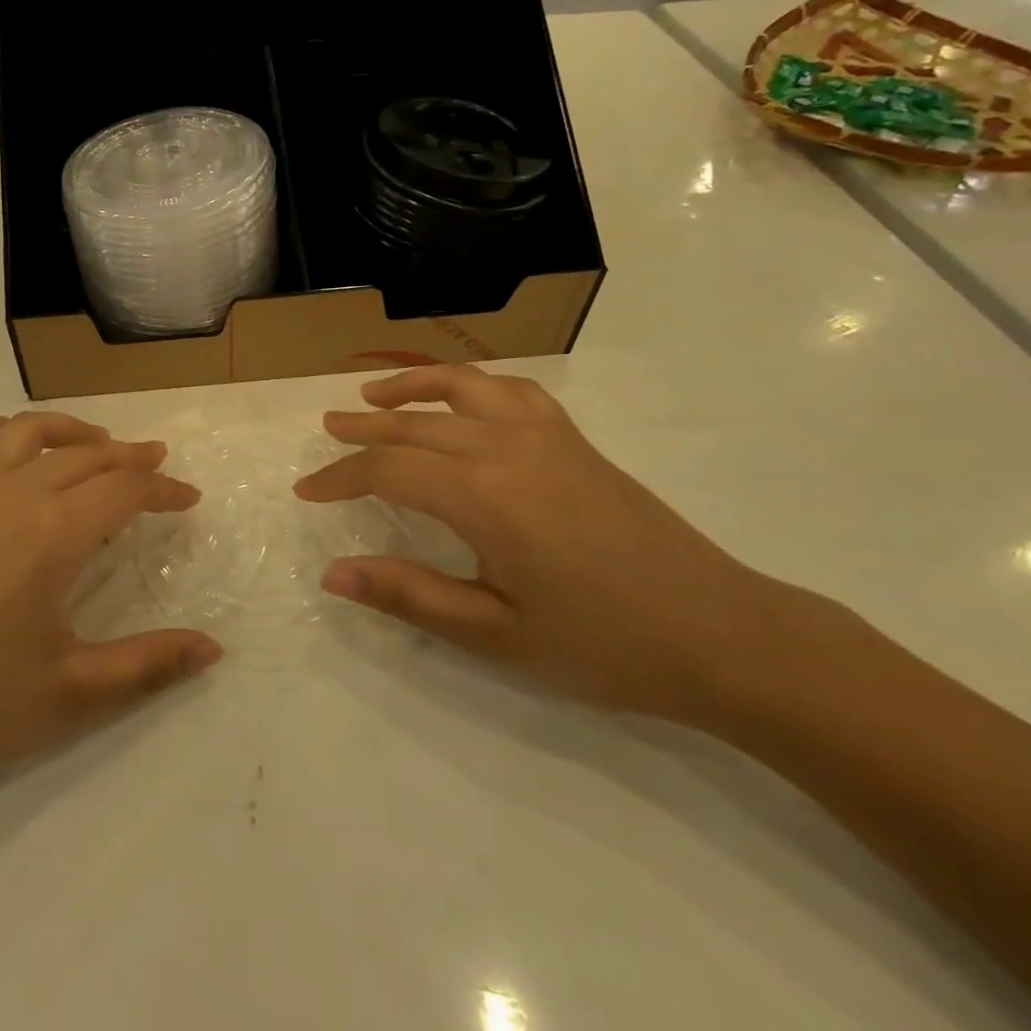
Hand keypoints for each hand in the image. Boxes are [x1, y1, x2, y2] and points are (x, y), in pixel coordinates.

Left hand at [0, 409, 220, 802]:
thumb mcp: (69, 695)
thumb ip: (147, 667)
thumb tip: (213, 650)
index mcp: (52, 533)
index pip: (125, 492)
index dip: (164, 491)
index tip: (189, 498)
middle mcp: (11, 492)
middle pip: (84, 456)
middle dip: (129, 458)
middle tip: (155, 467)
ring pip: (25, 432)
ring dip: (69, 430)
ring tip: (96, 442)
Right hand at [294, 367, 808, 725]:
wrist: (722, 635)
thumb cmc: (603, 644)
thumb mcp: (495, 634)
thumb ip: (409, 595)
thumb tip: (333, 574)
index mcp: (483, 495)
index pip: (388, 470)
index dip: (340, 477)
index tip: (307, 490)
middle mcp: (507, 448)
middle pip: (415, 426)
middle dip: (363, 429)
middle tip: (326, 430)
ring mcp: (545, 436)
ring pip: (462, 390)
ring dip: (411, 388)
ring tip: (374, 396)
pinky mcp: (574, 441)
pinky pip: (511, 393)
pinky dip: (472, 386)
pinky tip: (461, 400)